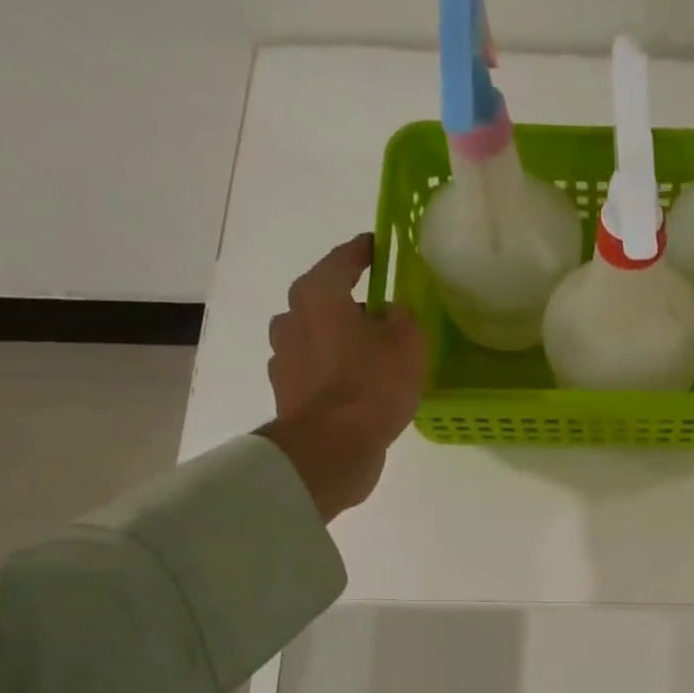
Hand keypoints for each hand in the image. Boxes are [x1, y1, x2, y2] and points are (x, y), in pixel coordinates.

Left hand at [258, 233, 427, 520]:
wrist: (332, 447)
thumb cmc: (371, 383)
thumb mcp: (408, 342)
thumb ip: (404, 317)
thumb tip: (392, 313)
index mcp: (317, 294)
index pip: (343, 260)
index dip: (364, 251)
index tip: (378, 245)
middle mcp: (292, 319)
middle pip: (325, 300)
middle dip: (352, 303)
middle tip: (384, 313)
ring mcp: (285, 359)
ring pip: (318, 337)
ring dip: (342, 341)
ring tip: (374, 356)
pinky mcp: (288, 394)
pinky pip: (316, 371)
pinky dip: (335, 372)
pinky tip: (358, 388)